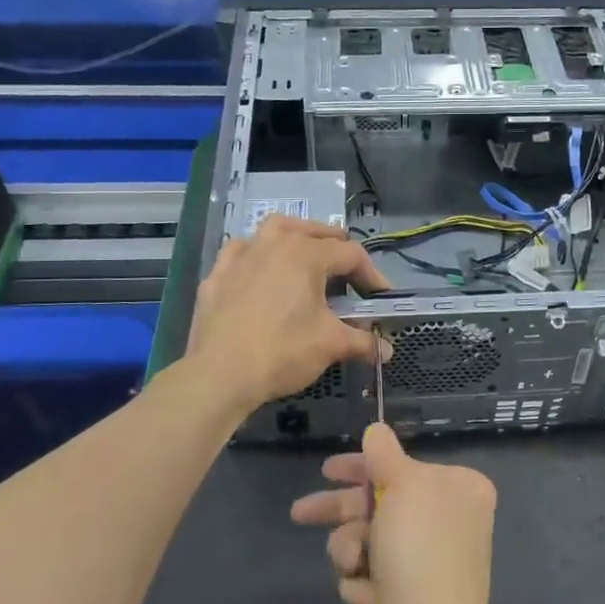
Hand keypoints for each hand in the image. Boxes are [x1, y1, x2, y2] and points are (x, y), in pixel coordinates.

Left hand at [184, 214, 387, 413]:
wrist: (219, 374)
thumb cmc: (283, 351)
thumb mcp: (331, 345)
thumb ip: (363, 342)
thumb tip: (387, 350)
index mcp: (306, 253)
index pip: (351, 254)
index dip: (371, 275)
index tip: (380, 297)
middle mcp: (274, 243)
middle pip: (312, 231)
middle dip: (335, 247)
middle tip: (347, 271)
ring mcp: (241, 255)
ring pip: (273, 230)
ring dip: (294, 237)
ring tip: (304, 256)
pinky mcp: (217, 274)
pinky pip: (241, 252)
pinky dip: (257, 256)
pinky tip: (260, 272)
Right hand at [291, 423, 496, 603]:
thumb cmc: (420, 551)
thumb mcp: (403, 486)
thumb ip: (384, 455)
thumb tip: (376, 429)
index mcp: (457, 489)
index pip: (400, 465)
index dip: (361, 467)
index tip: (328, 469)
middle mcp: (445, 520)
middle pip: (379, 502)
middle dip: (342, 512)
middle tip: (302, 512)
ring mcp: (424, 560)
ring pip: (365, 539)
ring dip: (350, 550)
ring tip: (354, 565)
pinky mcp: (404, 596)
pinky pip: (367, 574)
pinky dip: (361, 583)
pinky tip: (369, 597)